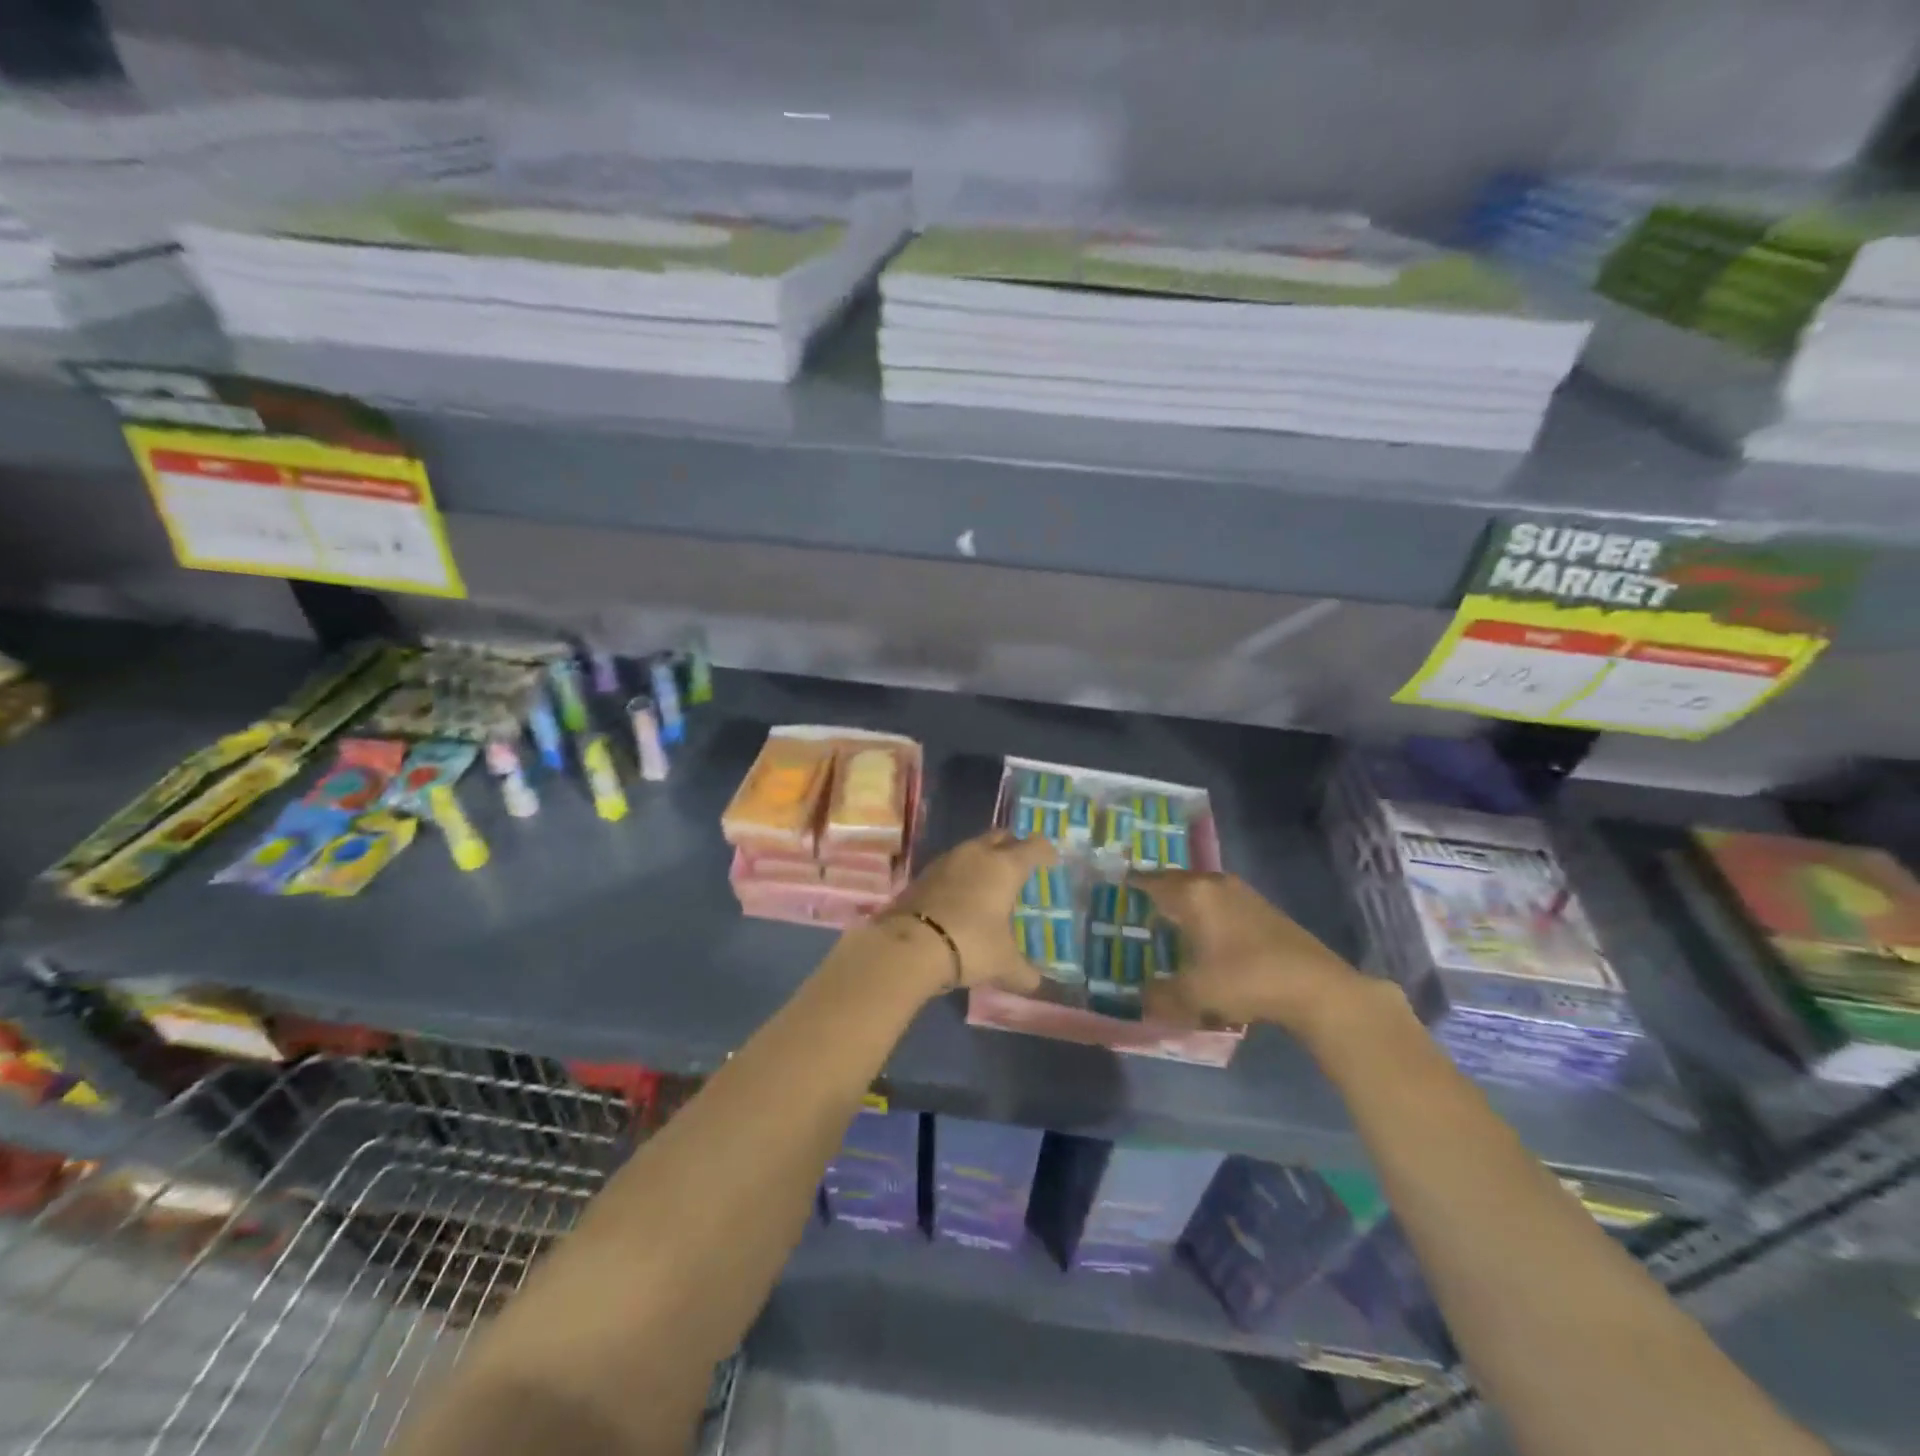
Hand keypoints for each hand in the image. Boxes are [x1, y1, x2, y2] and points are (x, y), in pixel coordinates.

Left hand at [886, 830, 1055, 992]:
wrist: (909, 945)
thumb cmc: (970, 944)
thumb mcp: (1003, 964)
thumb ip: (1023, 972)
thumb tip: (1035, 983)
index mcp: (1005, 867)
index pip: (1034, 846)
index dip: (1046, 852)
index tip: (1051, 863)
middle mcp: (977, 854)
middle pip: (1000, 836)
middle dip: (1012, 846)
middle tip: (1019, 867)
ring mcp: (946, 860)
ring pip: (972, 848)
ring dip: (983, 859)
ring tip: (989, 883)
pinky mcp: (923, 873)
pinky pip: (950, 866)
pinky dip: (960, 875)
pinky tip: (961, 896)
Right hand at [1136, 871, 1368, 1037]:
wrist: (1315, 987)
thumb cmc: (1245, 979)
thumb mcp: (1195, 994)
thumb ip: (1162, 995)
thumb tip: (1141, 1000)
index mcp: (1193, 894)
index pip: (1152, 881)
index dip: (1133, 884)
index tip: (1116, 888)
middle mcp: (1214, 884)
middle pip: (1176, 881)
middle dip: (1157, 892)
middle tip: (1137, 906)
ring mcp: (1242, 894)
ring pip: (1201, 890)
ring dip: (1184, 902)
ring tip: (1167, 921)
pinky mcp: (1263, 909)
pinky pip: (1220, 902)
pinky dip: (1206, 912)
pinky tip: (1205, 934)